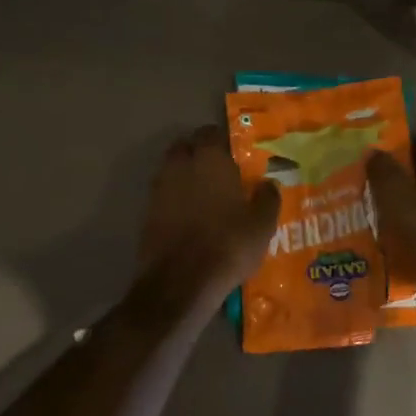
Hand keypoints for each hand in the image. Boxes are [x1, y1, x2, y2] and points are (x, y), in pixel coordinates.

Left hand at [137, 125, 280, 298]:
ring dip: (185, 175)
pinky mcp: (147, 213)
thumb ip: (267, 198)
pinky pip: (164, 195)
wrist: (180, 282)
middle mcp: (181, 166)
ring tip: (204, 194)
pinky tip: (189, 216)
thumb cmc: (228, 245)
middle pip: (186, 147)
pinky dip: (174, 198)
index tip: (234, 153)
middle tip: (218, 170)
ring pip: (172, 170)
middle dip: (198, 153)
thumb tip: (268, 183)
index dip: (222, 140)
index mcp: (210, 160)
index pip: (211, 133)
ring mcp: (160, 189)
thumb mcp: (262, 225)